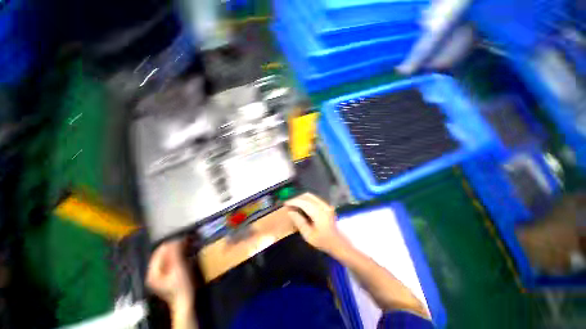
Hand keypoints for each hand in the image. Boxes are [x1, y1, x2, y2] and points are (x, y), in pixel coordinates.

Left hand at [147, 239, 193, 310]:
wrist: (185, 301)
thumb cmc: (182, 285)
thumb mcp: (179, 268)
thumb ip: (175, 254)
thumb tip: (176, 240)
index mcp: (153, 272)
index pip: (159, 251)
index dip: (171, 244)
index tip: (183, 238)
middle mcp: (153, 273)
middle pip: (162, 254)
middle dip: (173, 247)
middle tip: (186, 241)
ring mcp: (159, 276)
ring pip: (166, 257)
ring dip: (176, 251)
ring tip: (186, 246)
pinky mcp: (166, 277)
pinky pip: (169, 262)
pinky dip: (176, 256)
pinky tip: (184, 255)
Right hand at [285, 193, 348, 255]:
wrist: (338, 242)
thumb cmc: (323, 241)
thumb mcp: (308, 235)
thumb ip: (299, 222)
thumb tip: (290, 212)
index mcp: (319, 213)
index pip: (303, 202)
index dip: (293, 201)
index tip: (285, 203)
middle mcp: (323, 206)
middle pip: (307, 196)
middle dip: (296, 198)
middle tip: (288, 204)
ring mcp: (326, 204)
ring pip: (311, 196)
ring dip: (301, 198)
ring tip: (293, 204)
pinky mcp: (327, 205)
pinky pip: (314, 198)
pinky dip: (306, 199)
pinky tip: (301, 205)